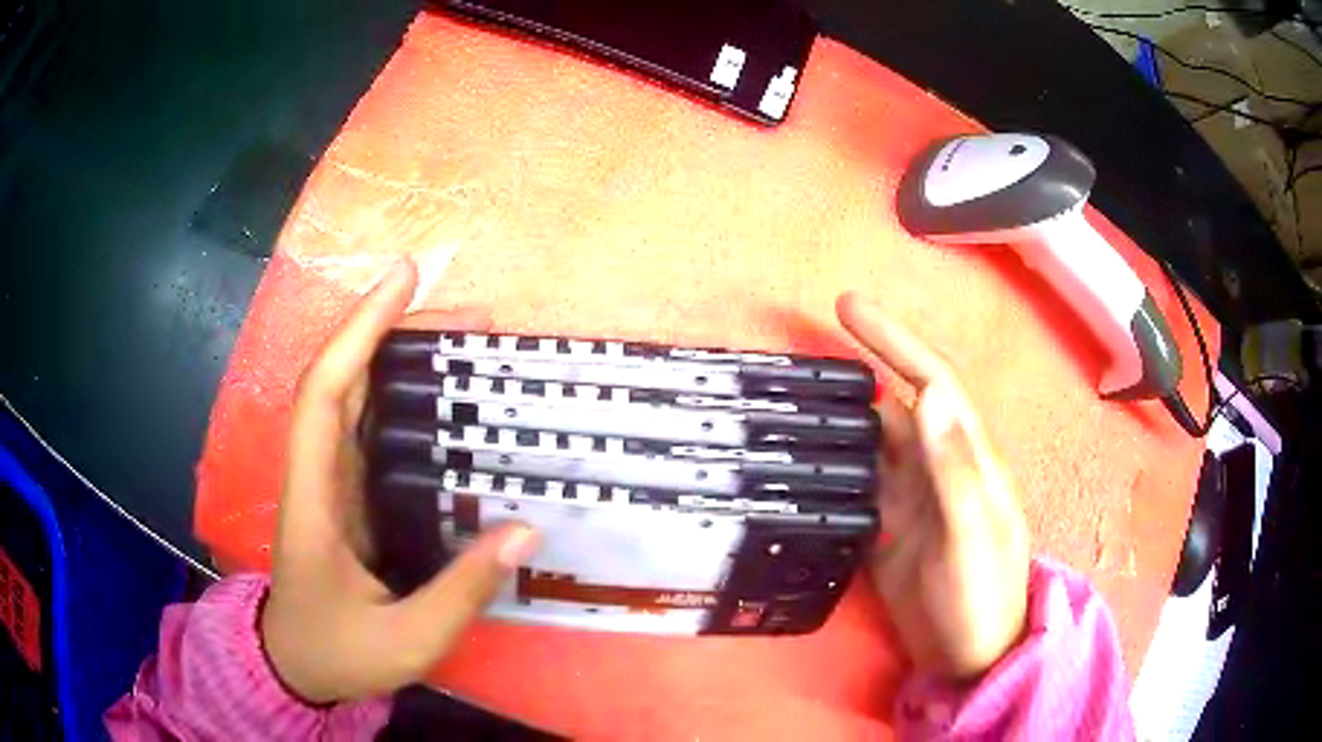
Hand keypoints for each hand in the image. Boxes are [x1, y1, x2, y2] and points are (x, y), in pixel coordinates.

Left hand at [261, 259, 539, 703]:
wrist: (298, 666)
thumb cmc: (339, 652)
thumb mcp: (407, 639)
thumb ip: (463, 590)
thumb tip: (527, 530)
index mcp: (314, 498)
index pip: (325, 393)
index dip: (359, 329)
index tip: (403, 278)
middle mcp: (318, 474)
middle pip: (342, 380)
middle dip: (391, 330)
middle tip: (467, 314)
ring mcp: (332, 483)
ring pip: (355, 399)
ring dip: (398, 357)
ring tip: (464, 340)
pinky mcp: (349, 497)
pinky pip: (371, 430)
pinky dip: (401, 398)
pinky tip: (443, 397)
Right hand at [837, 293, 1029, 679]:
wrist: (969, 658)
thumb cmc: (983, 596)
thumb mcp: (973, 532)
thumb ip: (953, 467)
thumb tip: (925, 392)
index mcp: (966, 458)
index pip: (931, 381)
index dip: (895, 340)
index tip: (848, 308)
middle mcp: (936, 469)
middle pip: (894, 407)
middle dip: (857, 372)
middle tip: (804, 354)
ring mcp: (908, 502)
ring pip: (870, 446)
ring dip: (837, 421)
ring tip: (791, 401)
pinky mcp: (884, 532)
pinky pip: (854, 489)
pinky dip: (830, 470)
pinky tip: (801, 461)